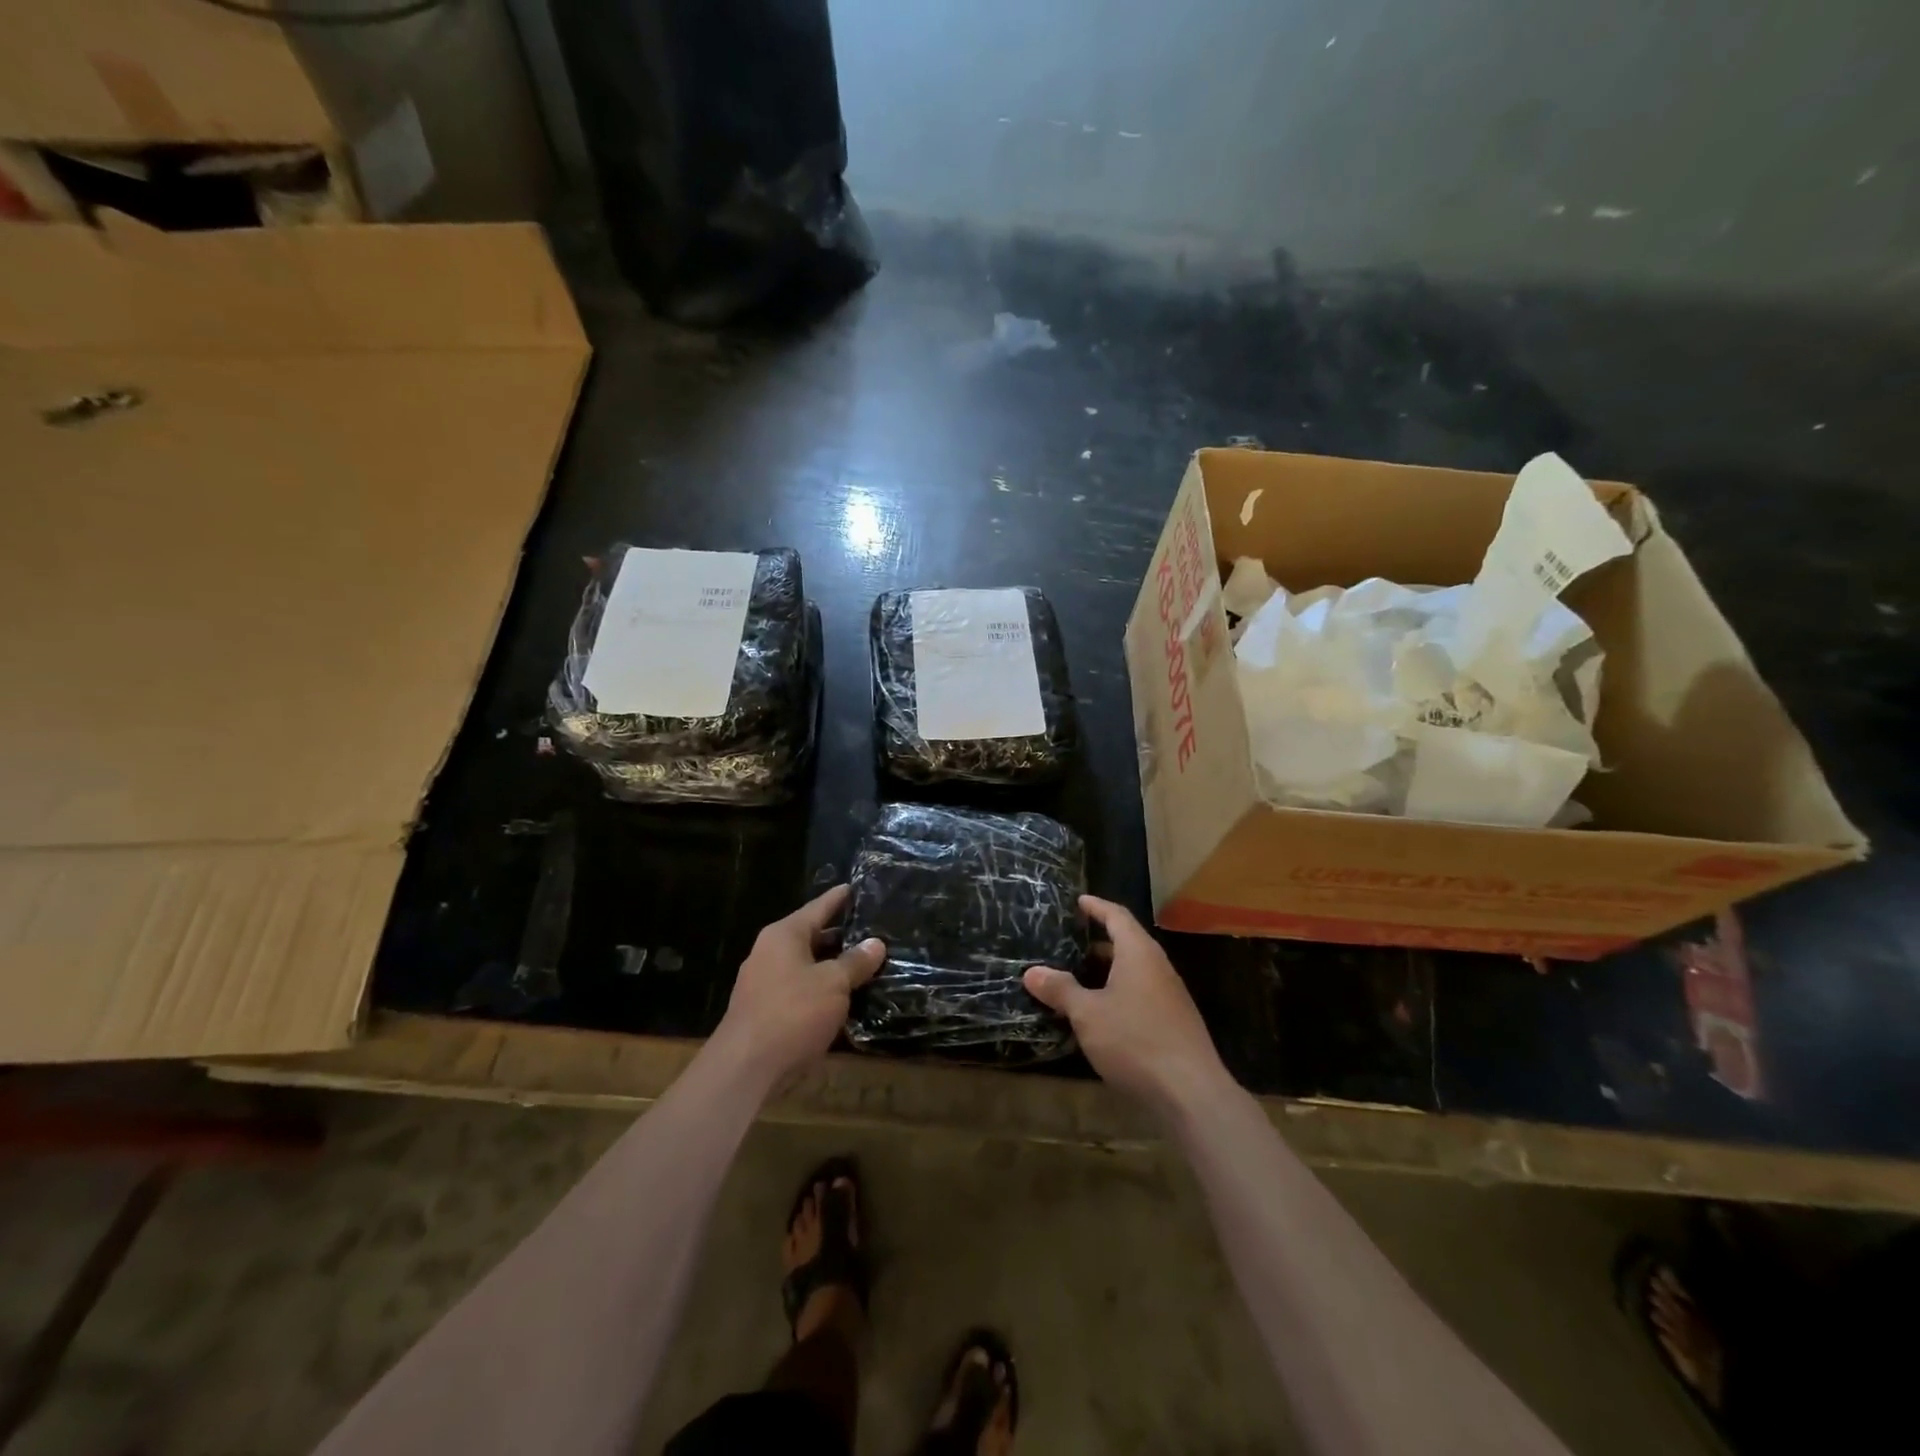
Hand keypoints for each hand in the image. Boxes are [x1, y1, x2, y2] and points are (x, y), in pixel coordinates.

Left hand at [714, 885, 885, 1087]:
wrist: (745, 1069)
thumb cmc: (792, 1013)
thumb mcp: (833, 983)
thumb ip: (855, 962)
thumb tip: (876, 943)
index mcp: (784, 935)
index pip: (819, 907)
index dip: (840, 898)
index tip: (859, 887)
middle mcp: (771, 953)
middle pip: (814, 937)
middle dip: (844, 937)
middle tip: (877, 932)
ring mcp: (766, 983)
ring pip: (809, 967)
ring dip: (835, 968)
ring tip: (870, 965)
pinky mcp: (767, 1012)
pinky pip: (802, 992)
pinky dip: (824, 992)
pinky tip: (848, 1000)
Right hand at [1024, 895, 1231, 1114]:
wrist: (1190, 1092)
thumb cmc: (1135, 1040)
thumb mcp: (1087, 1014)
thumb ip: (1060, 990)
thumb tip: (1031, 972)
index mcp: (1138, 953)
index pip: (1117, 916)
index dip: (1097, 907)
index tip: (1079, 901)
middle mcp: (1157, 966)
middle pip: (1127, 942)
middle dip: (1098, 942)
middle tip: (1068, 942)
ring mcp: (1169, 995)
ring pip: (1133, 971)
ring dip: (1107, 970)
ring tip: (1077, 976)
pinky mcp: (1173, 1022)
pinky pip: (1141, 993)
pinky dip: (1118, 992)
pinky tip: (1100, 1012)